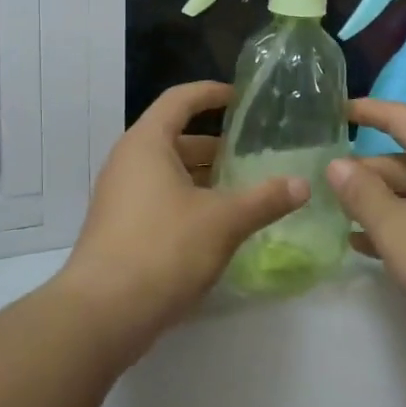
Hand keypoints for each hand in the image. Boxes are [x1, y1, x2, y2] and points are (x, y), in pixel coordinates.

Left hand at [59, 82, 306, 355]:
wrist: (103, 313)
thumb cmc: (163, 248)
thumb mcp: (222, 221)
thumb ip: (264, 200)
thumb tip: (302, 184)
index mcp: (146, 143)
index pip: (179, 100)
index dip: (211, 94)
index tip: (241, 98)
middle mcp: (128, 162)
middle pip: (175, 138)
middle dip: (215, 145)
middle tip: (254, 154)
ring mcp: (120, 197)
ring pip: (168, 173)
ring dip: (204, 177)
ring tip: (244, 189)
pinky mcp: (120, 228)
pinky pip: (159, 199)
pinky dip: (189, 201)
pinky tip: (218, 225)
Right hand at [327, 99, 405, 363]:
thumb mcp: (397, 228)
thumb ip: (362, 194)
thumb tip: (336, 163)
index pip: (400, 118)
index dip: (367, 111)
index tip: (336, 111)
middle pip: (402, 161)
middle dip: (363, 171)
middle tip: (322, 185)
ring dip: (376, 203)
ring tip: (336, 216)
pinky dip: (397, 227)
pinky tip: (365, 246)